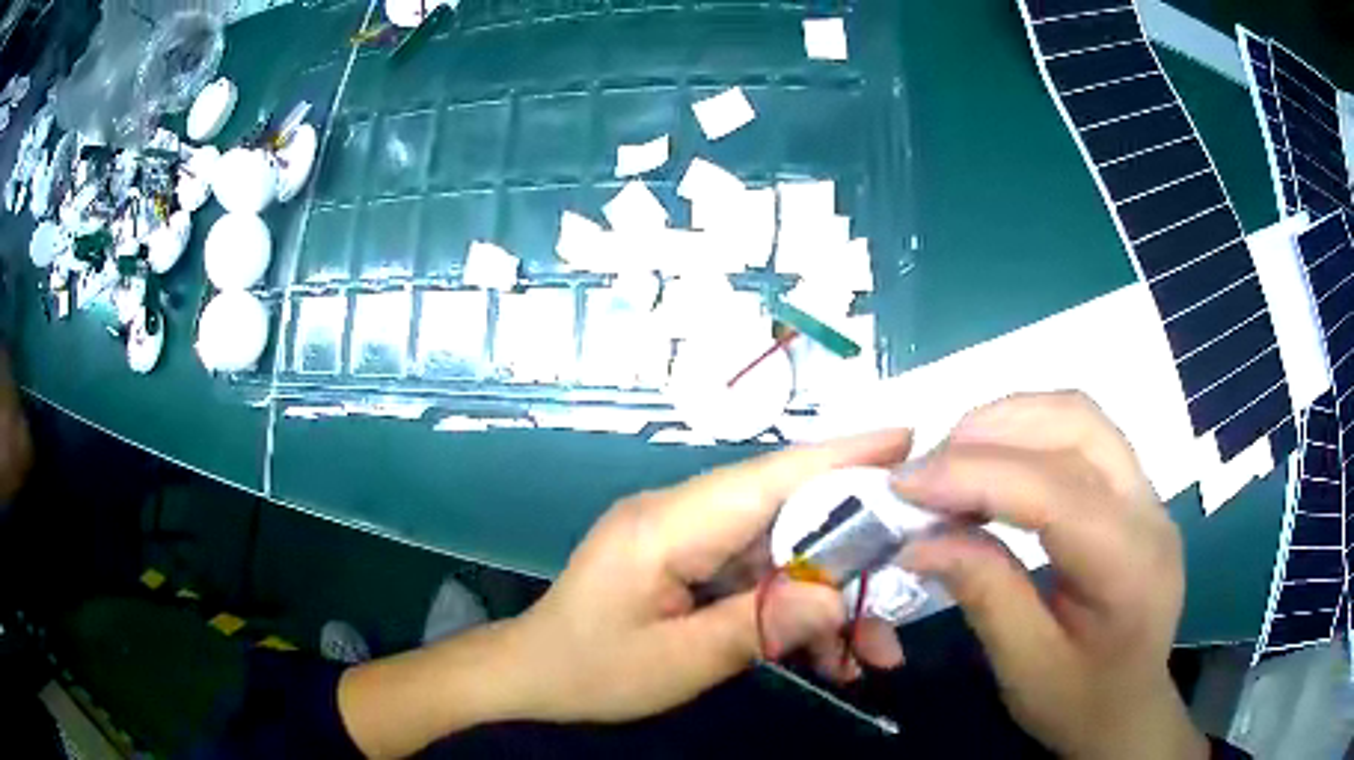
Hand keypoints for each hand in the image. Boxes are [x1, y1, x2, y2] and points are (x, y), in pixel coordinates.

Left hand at [505, 429, 913, 722]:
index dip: (841, 454)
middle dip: (854, 546)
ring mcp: (686, 539)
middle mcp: (681, 516)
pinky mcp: (691, 564)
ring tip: (874, 650)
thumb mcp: (678, 662)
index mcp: (667, 526)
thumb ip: (759, 626)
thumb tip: (837, 596)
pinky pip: (757, 576)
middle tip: (914, 569)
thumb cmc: (592, 670)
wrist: (533, 675)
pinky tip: (827, 656)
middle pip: (786, 512)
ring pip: (781, 552)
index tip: (906, 438)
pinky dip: (795, 610)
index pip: (768, 477)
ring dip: (829, 598)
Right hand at [893, 392, 1207, 759]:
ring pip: (1079, 416)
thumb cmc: (1079, 702)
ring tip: (953, 458)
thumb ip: (983, 592)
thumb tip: (918, 539)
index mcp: (1130, 566)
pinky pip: (1082, 435)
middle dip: (993, 430)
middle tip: (928, 467)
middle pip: (1076, 425)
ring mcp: (1147, 493)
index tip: (903, 484)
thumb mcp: (1023, 666)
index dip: (975, 475)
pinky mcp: (1135, 492)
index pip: (1054, 491)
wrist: (1130, 709)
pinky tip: (994, 466)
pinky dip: (1028, 434)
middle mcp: (1149, 511)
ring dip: (1010, 421)